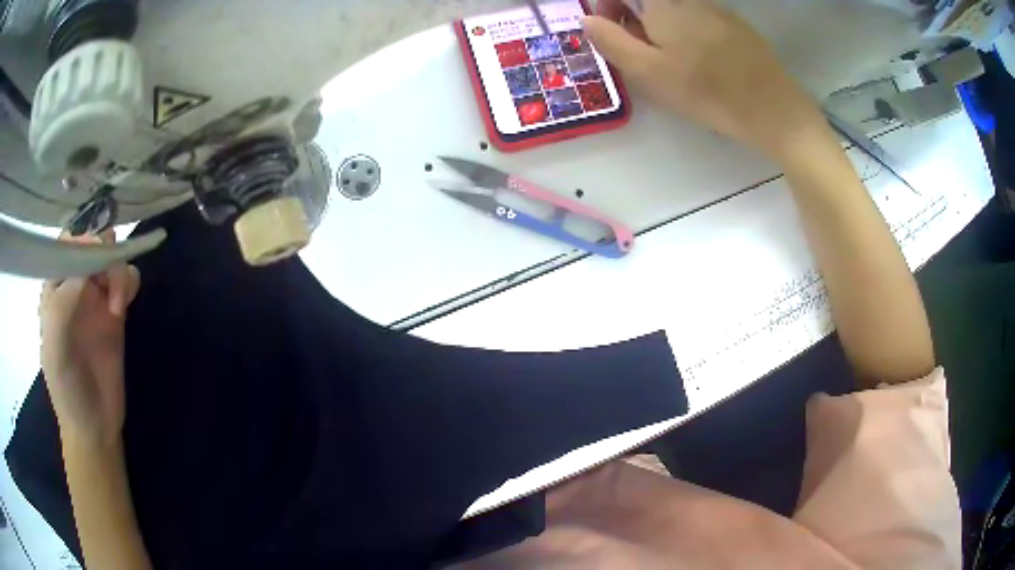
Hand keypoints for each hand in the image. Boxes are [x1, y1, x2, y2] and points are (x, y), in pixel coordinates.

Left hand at [40, 231, 140, 445]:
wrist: (94, 427)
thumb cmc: (67, 389)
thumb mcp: (55, 348)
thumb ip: (63, 304)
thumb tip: (87, 267)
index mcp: (54, 289)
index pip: (67, 245)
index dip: (81, 240)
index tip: (94, 257)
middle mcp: (73, 287)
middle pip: (92, 245)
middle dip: (103, 252)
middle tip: (106, 282)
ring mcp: (95, 300)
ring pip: (112, 259)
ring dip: (117, 272)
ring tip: (117, 308)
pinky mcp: (115, 314)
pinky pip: (126, 280)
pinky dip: (128, 284)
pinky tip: (123, 308)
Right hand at [584, 0, 827, 161]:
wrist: (773, 108)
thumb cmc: (707, 92)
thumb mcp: (649, 72)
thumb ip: (612, 41)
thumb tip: (587, 19)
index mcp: (661, 6)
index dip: (608, 7)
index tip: (610, 32)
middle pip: (649, 1)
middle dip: (635, 20)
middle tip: (641, 55)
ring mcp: (715, 9)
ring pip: (675, 10)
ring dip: (663, 27)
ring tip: (674, 62)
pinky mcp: (736, 25)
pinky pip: (699, 18)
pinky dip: (689, 32)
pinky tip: (702, 61)